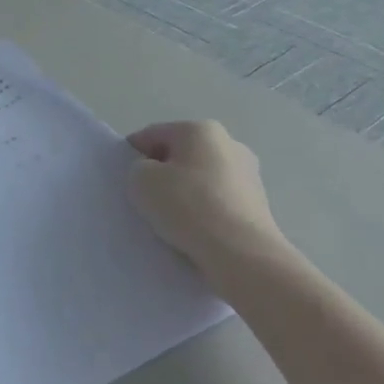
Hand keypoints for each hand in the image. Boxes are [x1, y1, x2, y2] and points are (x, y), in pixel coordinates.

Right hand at [128, 121, 296, 277]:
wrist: (242, 253)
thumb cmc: (188, 206)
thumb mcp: (141, 181)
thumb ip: (139, 168)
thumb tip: (154, 174)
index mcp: (201, 129)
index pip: (153, 134)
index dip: (132, 154)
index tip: (124, 180)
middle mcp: (230, 144)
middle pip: (181, 155)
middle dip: (162, 173)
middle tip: (145, 200)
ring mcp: (249, 174)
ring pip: (201, 178)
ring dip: (184, 193)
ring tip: (170, 220)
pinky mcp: (258, 204)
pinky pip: (218, 201)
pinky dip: (203, 211)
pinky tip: (194, 231)